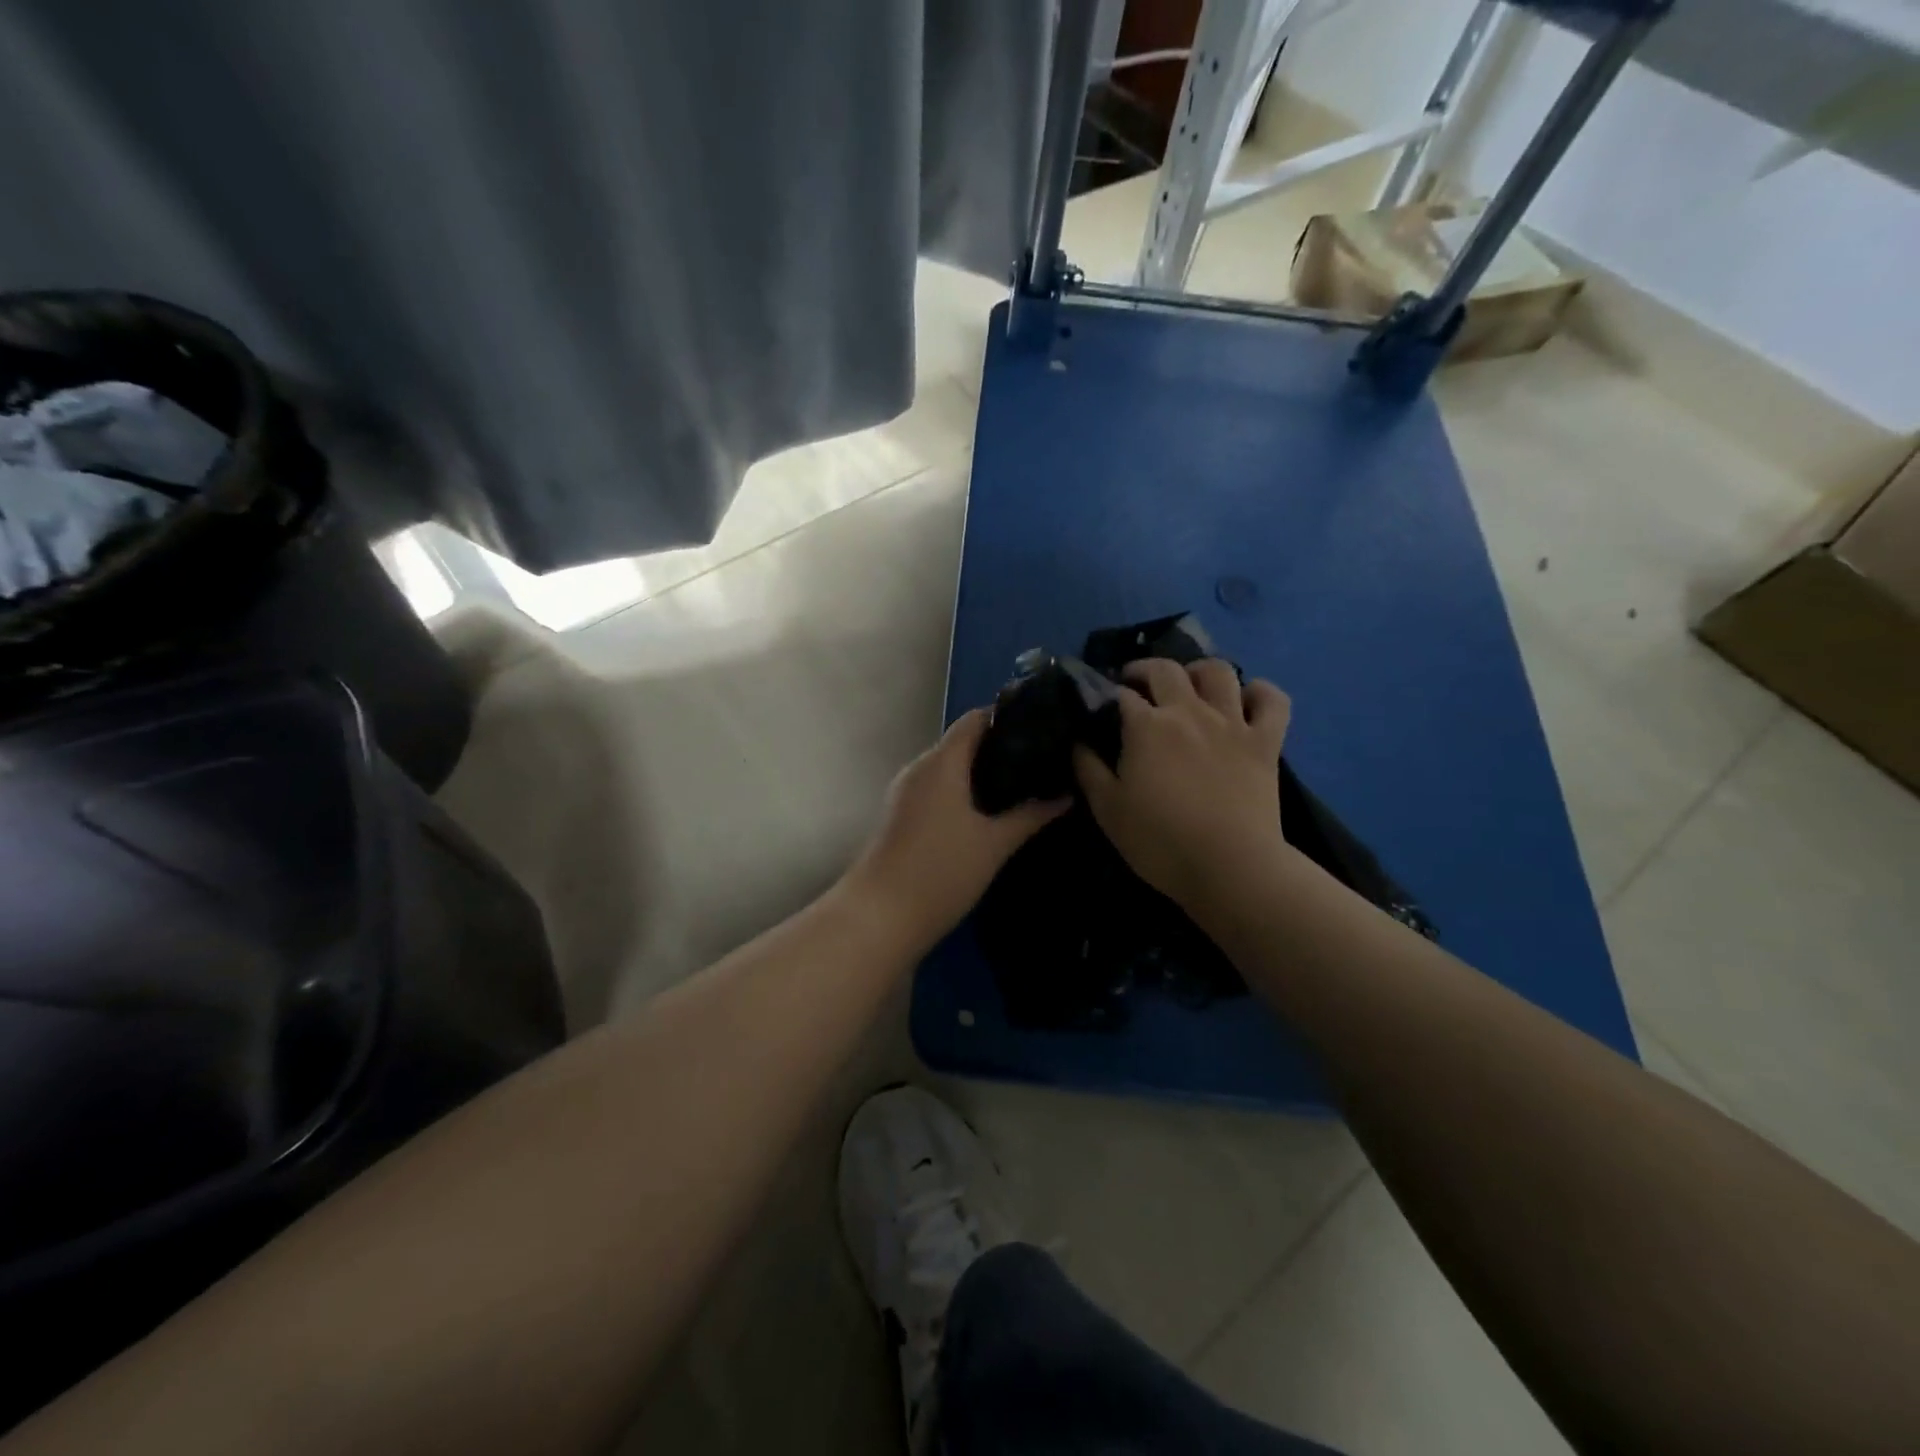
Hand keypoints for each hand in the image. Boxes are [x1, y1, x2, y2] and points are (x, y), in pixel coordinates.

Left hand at [846, 709, 1067, 947]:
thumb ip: (1030, 815)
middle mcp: (920, 768)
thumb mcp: (994, 844)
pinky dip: (964, 792)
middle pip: (963, 742)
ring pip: (950, 768)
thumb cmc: (941, 872)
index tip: (1043, 730)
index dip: (1008, 718)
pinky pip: (938, 789)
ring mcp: (906, 792)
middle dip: (1001, 748)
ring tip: (1024, 785)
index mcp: (941, 762)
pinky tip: (991, 812)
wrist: (880, 917)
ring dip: (982, 773)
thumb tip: (1065, 795)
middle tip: (1042, 762)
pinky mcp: (902, 815)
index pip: (975, 719)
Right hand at [1073, 659, 1291, 912]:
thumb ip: (1088, 768)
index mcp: (1147, 726)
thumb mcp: (1107, 809)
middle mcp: (1189, 712)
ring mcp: (1231, 723)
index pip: (1120, 694)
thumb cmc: (1160, 841)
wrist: (1229, 868)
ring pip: (1218, 672)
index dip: (1107, 695)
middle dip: (1144, 670)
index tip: (1100, 707)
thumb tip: (1079, 740)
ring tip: (1189, 684)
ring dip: (1198, 671)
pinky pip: (1272, 700)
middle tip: (1135, 685)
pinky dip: (1260, 692)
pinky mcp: (1265, 741)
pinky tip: (1247, 699)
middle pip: (1165, 670)